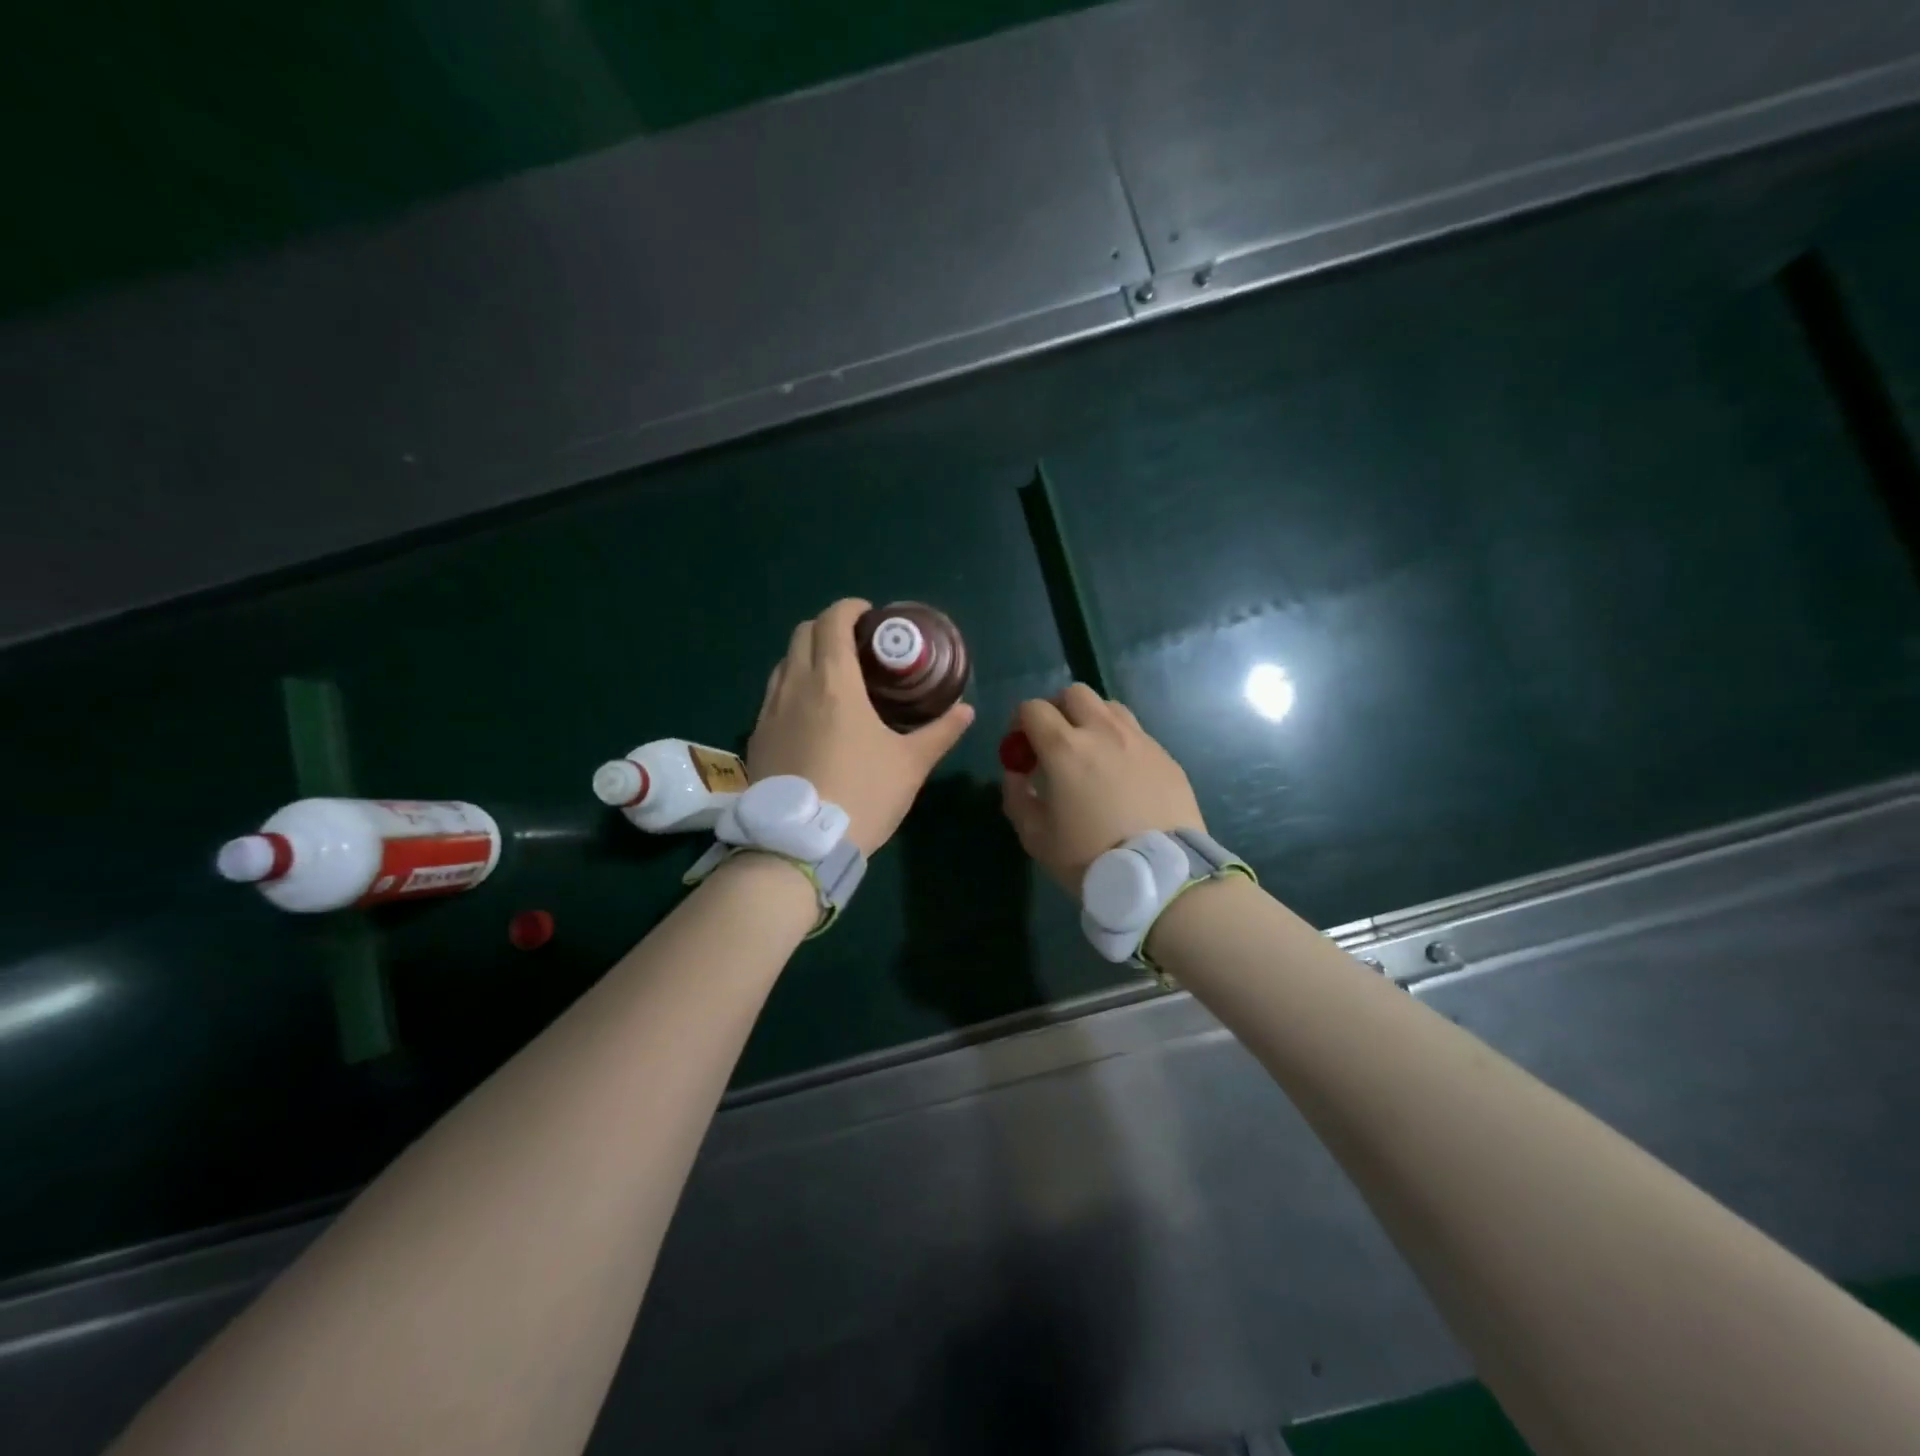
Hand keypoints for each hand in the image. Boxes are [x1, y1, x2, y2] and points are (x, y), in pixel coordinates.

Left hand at [749, 599, 974, 855]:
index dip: (851, 609)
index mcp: (833, 681)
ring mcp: (769, 711)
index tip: (870, 617)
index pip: (833, 621)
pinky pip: (773, 695)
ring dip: (808, 656)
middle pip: (803, 633)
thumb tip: (966, 711)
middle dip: (829, 628)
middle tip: (857, 647)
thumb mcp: (910, 764)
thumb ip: (940, 732)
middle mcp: (795, 685)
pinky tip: (811, 715)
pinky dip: (792, 687)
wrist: (800, 846)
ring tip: (834, 679)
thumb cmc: (863, 795)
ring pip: (784, 663)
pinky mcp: (756, 737)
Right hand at [1000, 684, 1205, 891]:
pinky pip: (1136, 733)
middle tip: (1054, 741)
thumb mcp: (1036, 837)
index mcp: (1065, 747)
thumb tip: (1017, 773)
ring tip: (1090, 752)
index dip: (1020, 722)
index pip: (1033, 708)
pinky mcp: (1166, 756)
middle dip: (1057, 710)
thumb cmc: (1090, 857)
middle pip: (1074, 694)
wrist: (1161, 876)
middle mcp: (1103, 731)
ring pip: (1109, 707)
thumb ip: (1017, 797)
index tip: (1021, 747)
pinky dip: (1120, 741)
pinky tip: (1122, 774)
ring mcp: (1139, 740)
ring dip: (1091, 720)